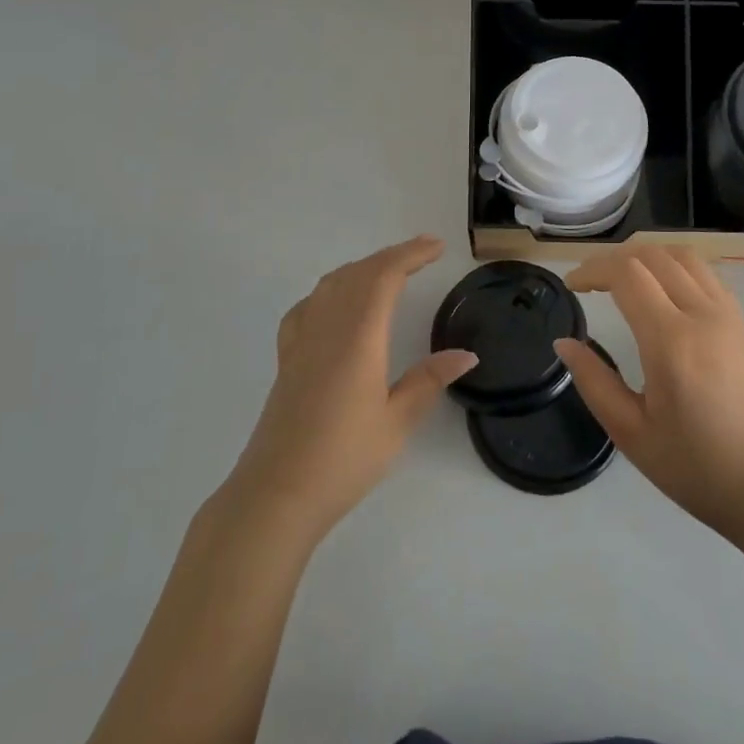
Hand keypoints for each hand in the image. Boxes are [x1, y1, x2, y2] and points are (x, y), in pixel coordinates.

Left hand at [226, 236, 476, 543]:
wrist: (276, 495)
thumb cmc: (343, 459)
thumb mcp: (396, 422)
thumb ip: (429, 381)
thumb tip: (466, 355)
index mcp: (358, 337)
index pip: (384, 277)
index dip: (411, 255)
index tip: (437, 247)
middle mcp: (327, 328)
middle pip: (358, 273)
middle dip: (392, 256)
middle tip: (423, 252)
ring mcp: (301, 341)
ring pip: (331, 284)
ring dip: (362, 268)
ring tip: (388, 271)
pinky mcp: (286, 359)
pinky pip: (308, 306)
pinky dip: (330, 290)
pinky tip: (336, 304)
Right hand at [556, 246, 743, 536]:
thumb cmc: (697, 468)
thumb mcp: (632, 433)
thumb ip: (594, 382)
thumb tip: (564, 343)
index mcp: (670, 340)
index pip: (626, 274)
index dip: (593, 270)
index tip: (572, 286)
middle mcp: (701, 314)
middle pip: (652, 255)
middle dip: (613, 259)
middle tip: (590, 282)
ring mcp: (728, 314)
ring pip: (682, 256)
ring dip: (646, 256)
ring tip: (623, 278)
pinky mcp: (742, 322)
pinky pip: (705, 273)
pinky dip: (674, 266)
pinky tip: (662, 290)